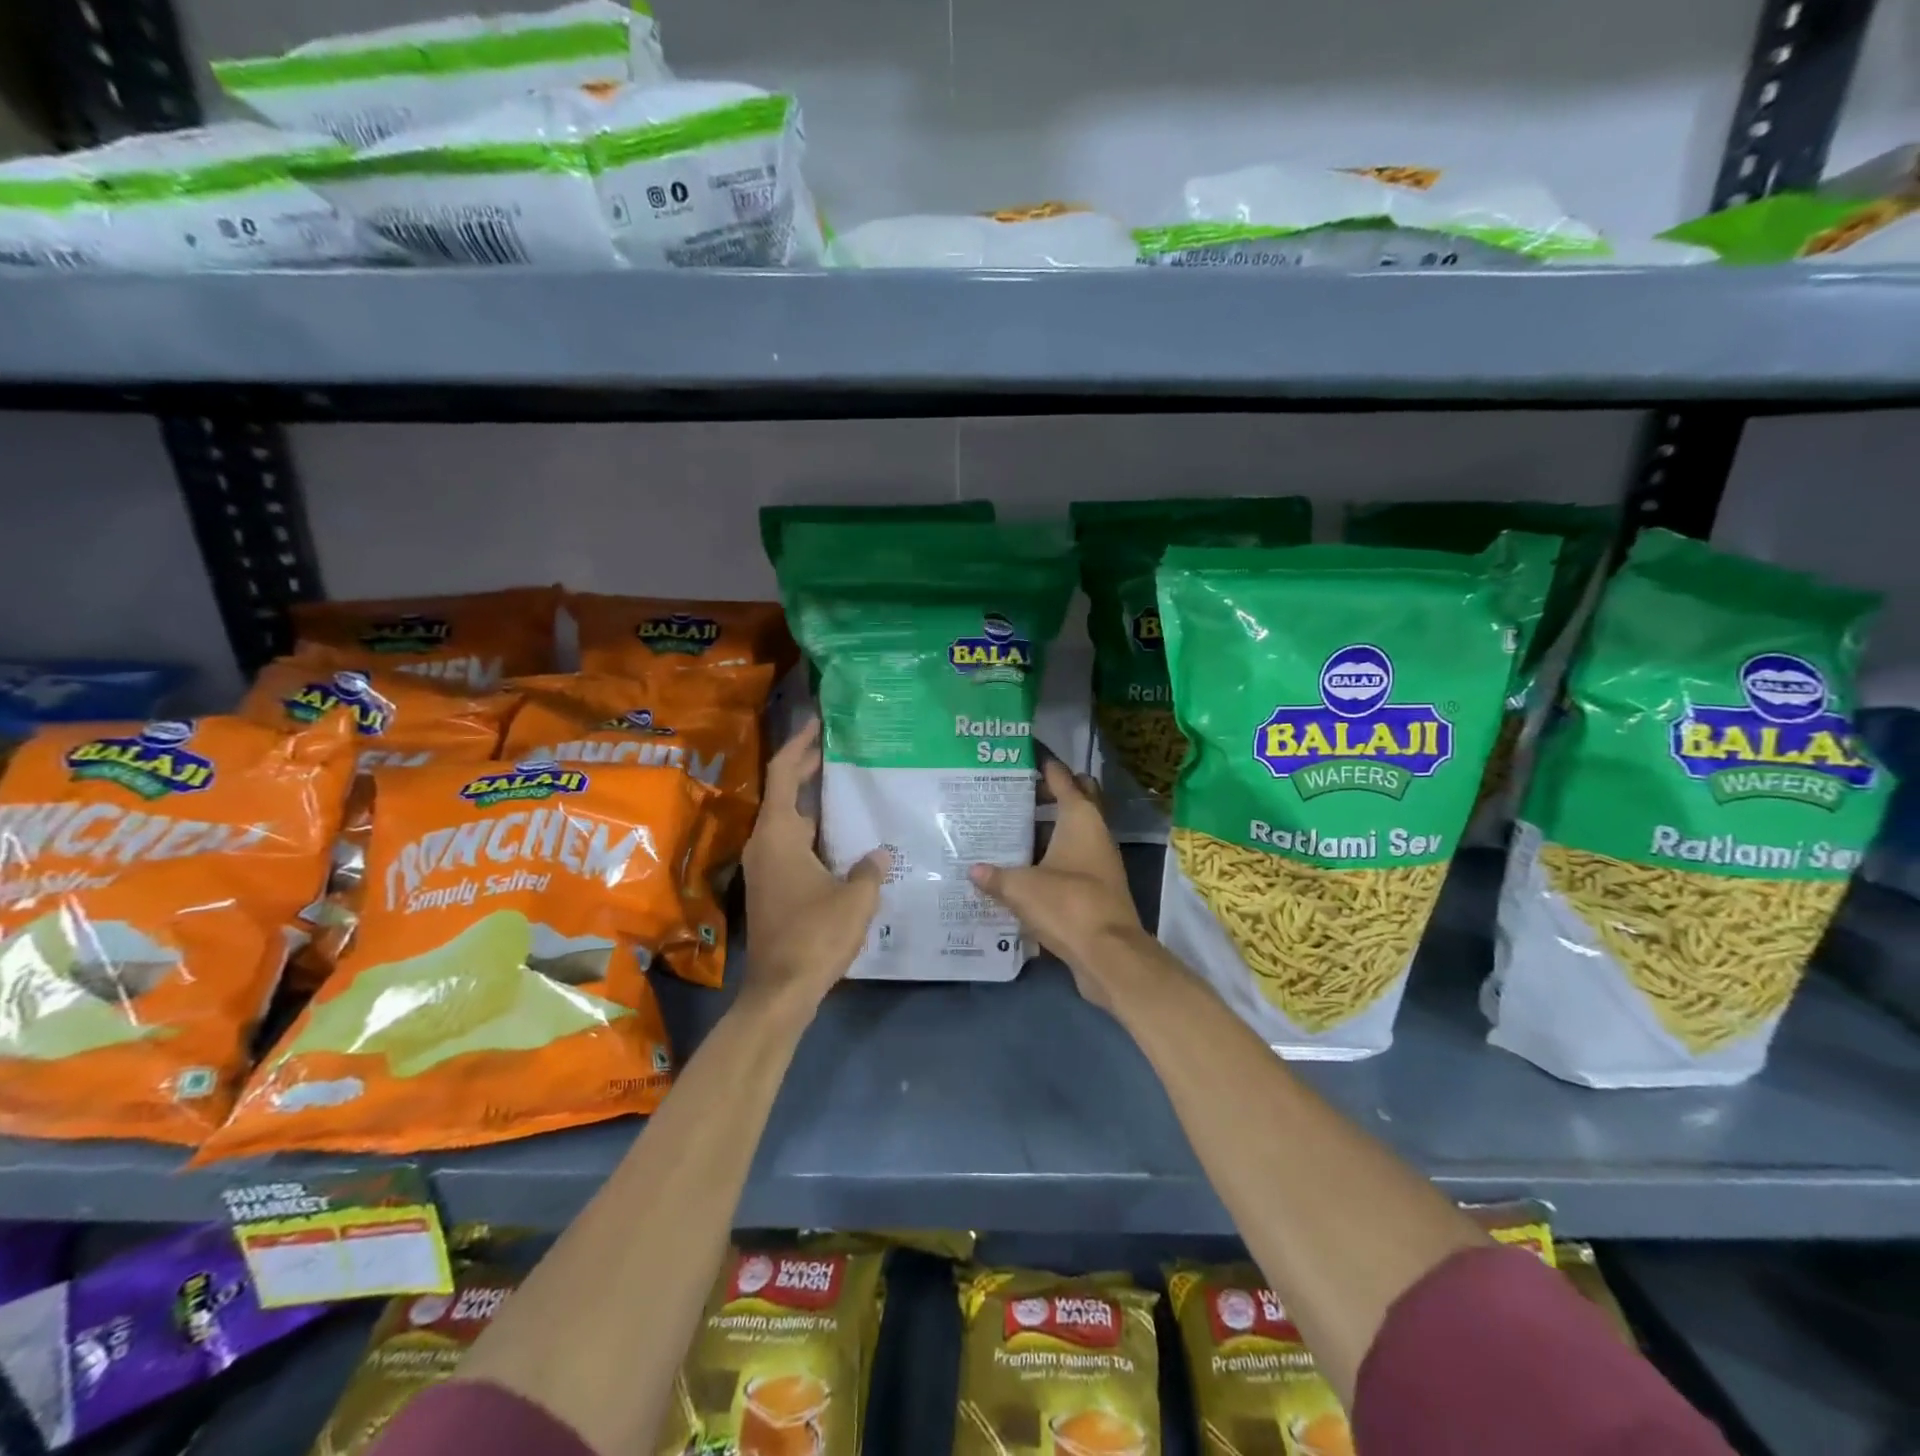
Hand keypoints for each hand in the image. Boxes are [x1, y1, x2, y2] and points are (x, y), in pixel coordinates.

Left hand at [739, 720, 887, 1016]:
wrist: (781, 990)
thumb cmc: (815, 936)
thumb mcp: (855, 898)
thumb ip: (869, 869)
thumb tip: (879, 854)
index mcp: (779, 834)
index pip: (784, 773)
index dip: (800, 744)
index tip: (820, 723)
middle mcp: (766, 843)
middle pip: (786, 792)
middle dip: (811, 767)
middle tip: (845, 748)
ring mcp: (767, 866)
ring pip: (791, 820)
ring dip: (816, 802)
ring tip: (853, 787)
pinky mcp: (773, 885)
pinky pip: (794, 843)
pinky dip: (817, 831)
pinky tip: (847, 836)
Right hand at [969, 760, 1147, 1008]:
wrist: (1108, 954)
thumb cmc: (1067, 905)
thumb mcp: (1021, 887)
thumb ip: (995, 876)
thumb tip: (973, 869)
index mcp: (1080, 818)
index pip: (1063, 779)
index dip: (1046, 766)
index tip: (1026, 757)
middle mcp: (1095, 833)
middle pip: (1076, 801)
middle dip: (1050, 794)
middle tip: (1016, 794)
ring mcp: (1099, 861)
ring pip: (1072, 832)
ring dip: (1048, 829)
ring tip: (1012, 828)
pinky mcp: (1097, 887)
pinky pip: (1071, 860)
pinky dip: (1052, 856)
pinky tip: (1024, 866)